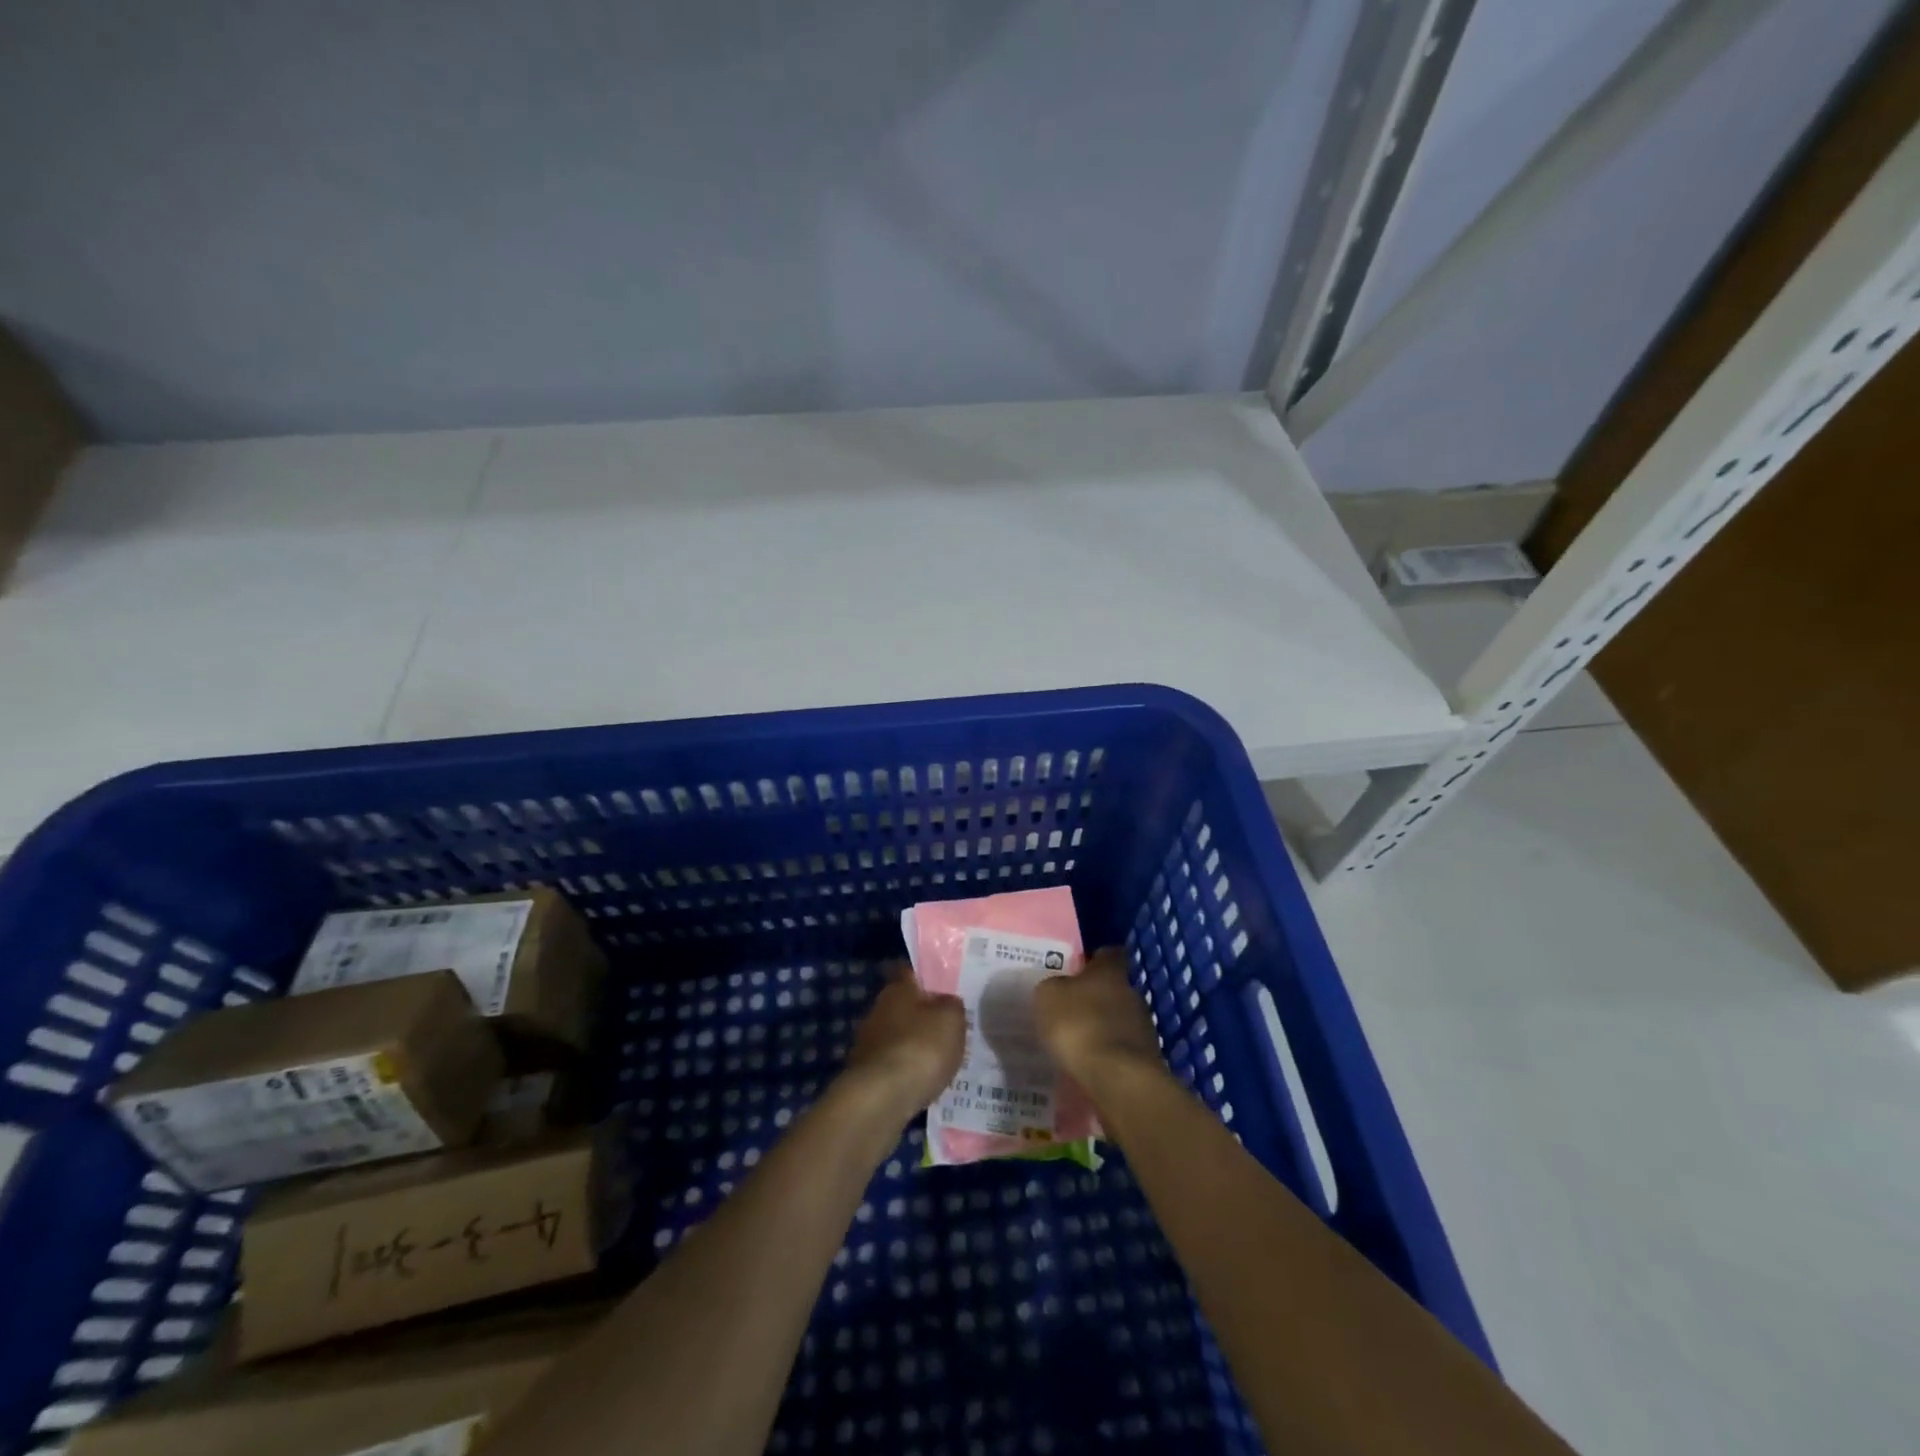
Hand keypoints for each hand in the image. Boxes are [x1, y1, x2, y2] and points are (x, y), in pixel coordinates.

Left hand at [842, 963, 966, 1122]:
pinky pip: (891, 1062)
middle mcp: (878, 1008)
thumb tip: (946, 1001)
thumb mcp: (952, 1019)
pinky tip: (920, 1080)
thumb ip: (952, 1005)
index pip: (910, 972)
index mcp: (899, 988)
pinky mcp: (865, 1071)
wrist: (882, 1097)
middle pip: (903, 1004)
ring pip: (896, 1034)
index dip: (926, 977)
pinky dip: (904, 1068)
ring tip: (936, 1058)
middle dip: (921, 1014)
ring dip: (912, 1043)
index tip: (942, 986)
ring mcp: (868, 1040)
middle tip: (945, 1026)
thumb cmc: (922, 1046)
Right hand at [1035, 946, 1163, 1091]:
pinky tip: (1090, 1064)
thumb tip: (1059, 988)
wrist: (1118, 1078)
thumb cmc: (1079, 1025)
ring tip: (1078, 1041)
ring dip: (1102, 1026)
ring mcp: (1143, 1027)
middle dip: (1095, 996)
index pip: (1108, 953)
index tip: (1079, 967)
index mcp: (1110, 972)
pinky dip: (1107, 1053)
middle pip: (1113, 988)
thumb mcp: (1049, 997)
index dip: (1094, 958)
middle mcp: (1132, 993)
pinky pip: (1121, 1048)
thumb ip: (1054, 987)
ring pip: (1119, 1019)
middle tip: (1070, 1008)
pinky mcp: (1146, 1058)